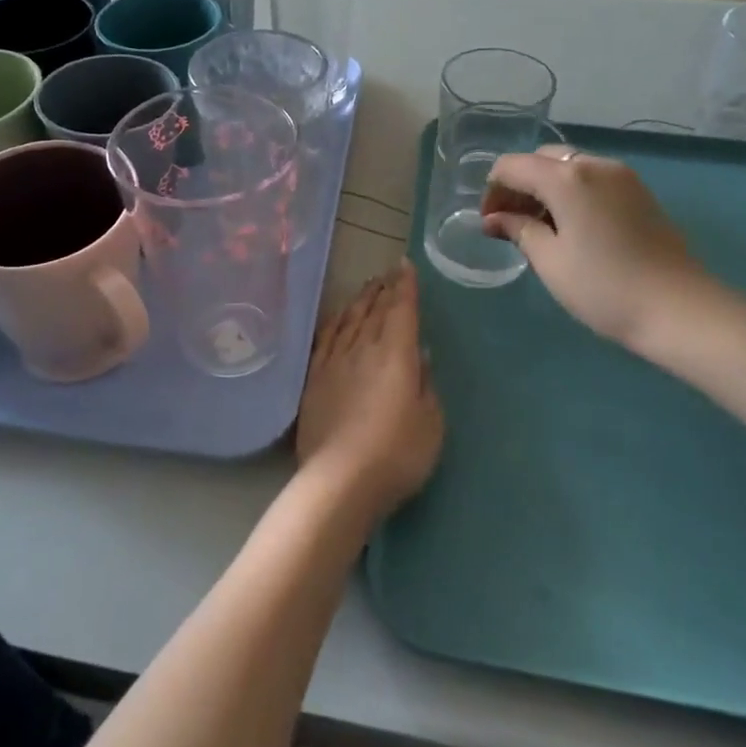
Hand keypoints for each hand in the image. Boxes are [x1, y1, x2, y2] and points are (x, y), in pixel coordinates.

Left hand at [296, 261, 443, 520]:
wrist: (340, 480)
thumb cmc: (397, 454)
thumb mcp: (431, 422)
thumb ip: (425, 384)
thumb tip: (418, 354)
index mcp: (396, 355)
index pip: (402, 310)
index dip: (405, 286)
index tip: (405, 266)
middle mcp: (363, 348)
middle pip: (374, 310)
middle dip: (383, 289)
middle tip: (388, 274)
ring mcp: (334, 361)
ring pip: (349, 319)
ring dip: (360, 301)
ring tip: (368, 288)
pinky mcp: (314, 378)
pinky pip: (326, 338)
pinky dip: (335, 322)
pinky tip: (337, 318)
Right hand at [482, 149, 717, 354]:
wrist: (680, 310)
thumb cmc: (603, 287)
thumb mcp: (550, 261)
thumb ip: (518, 230)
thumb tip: (494, 219)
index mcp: (567, 177)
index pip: (512, 166)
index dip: (492, 191)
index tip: (489, 224)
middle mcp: (595, 164)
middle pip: (541, 160)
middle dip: (518, 185)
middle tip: (510, 224)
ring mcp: (622, 176)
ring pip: (569, 167)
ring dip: (545, 188)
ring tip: (539, 228)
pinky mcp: (639, 192)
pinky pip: (592, 179)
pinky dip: (571, 193)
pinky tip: (570, 227)